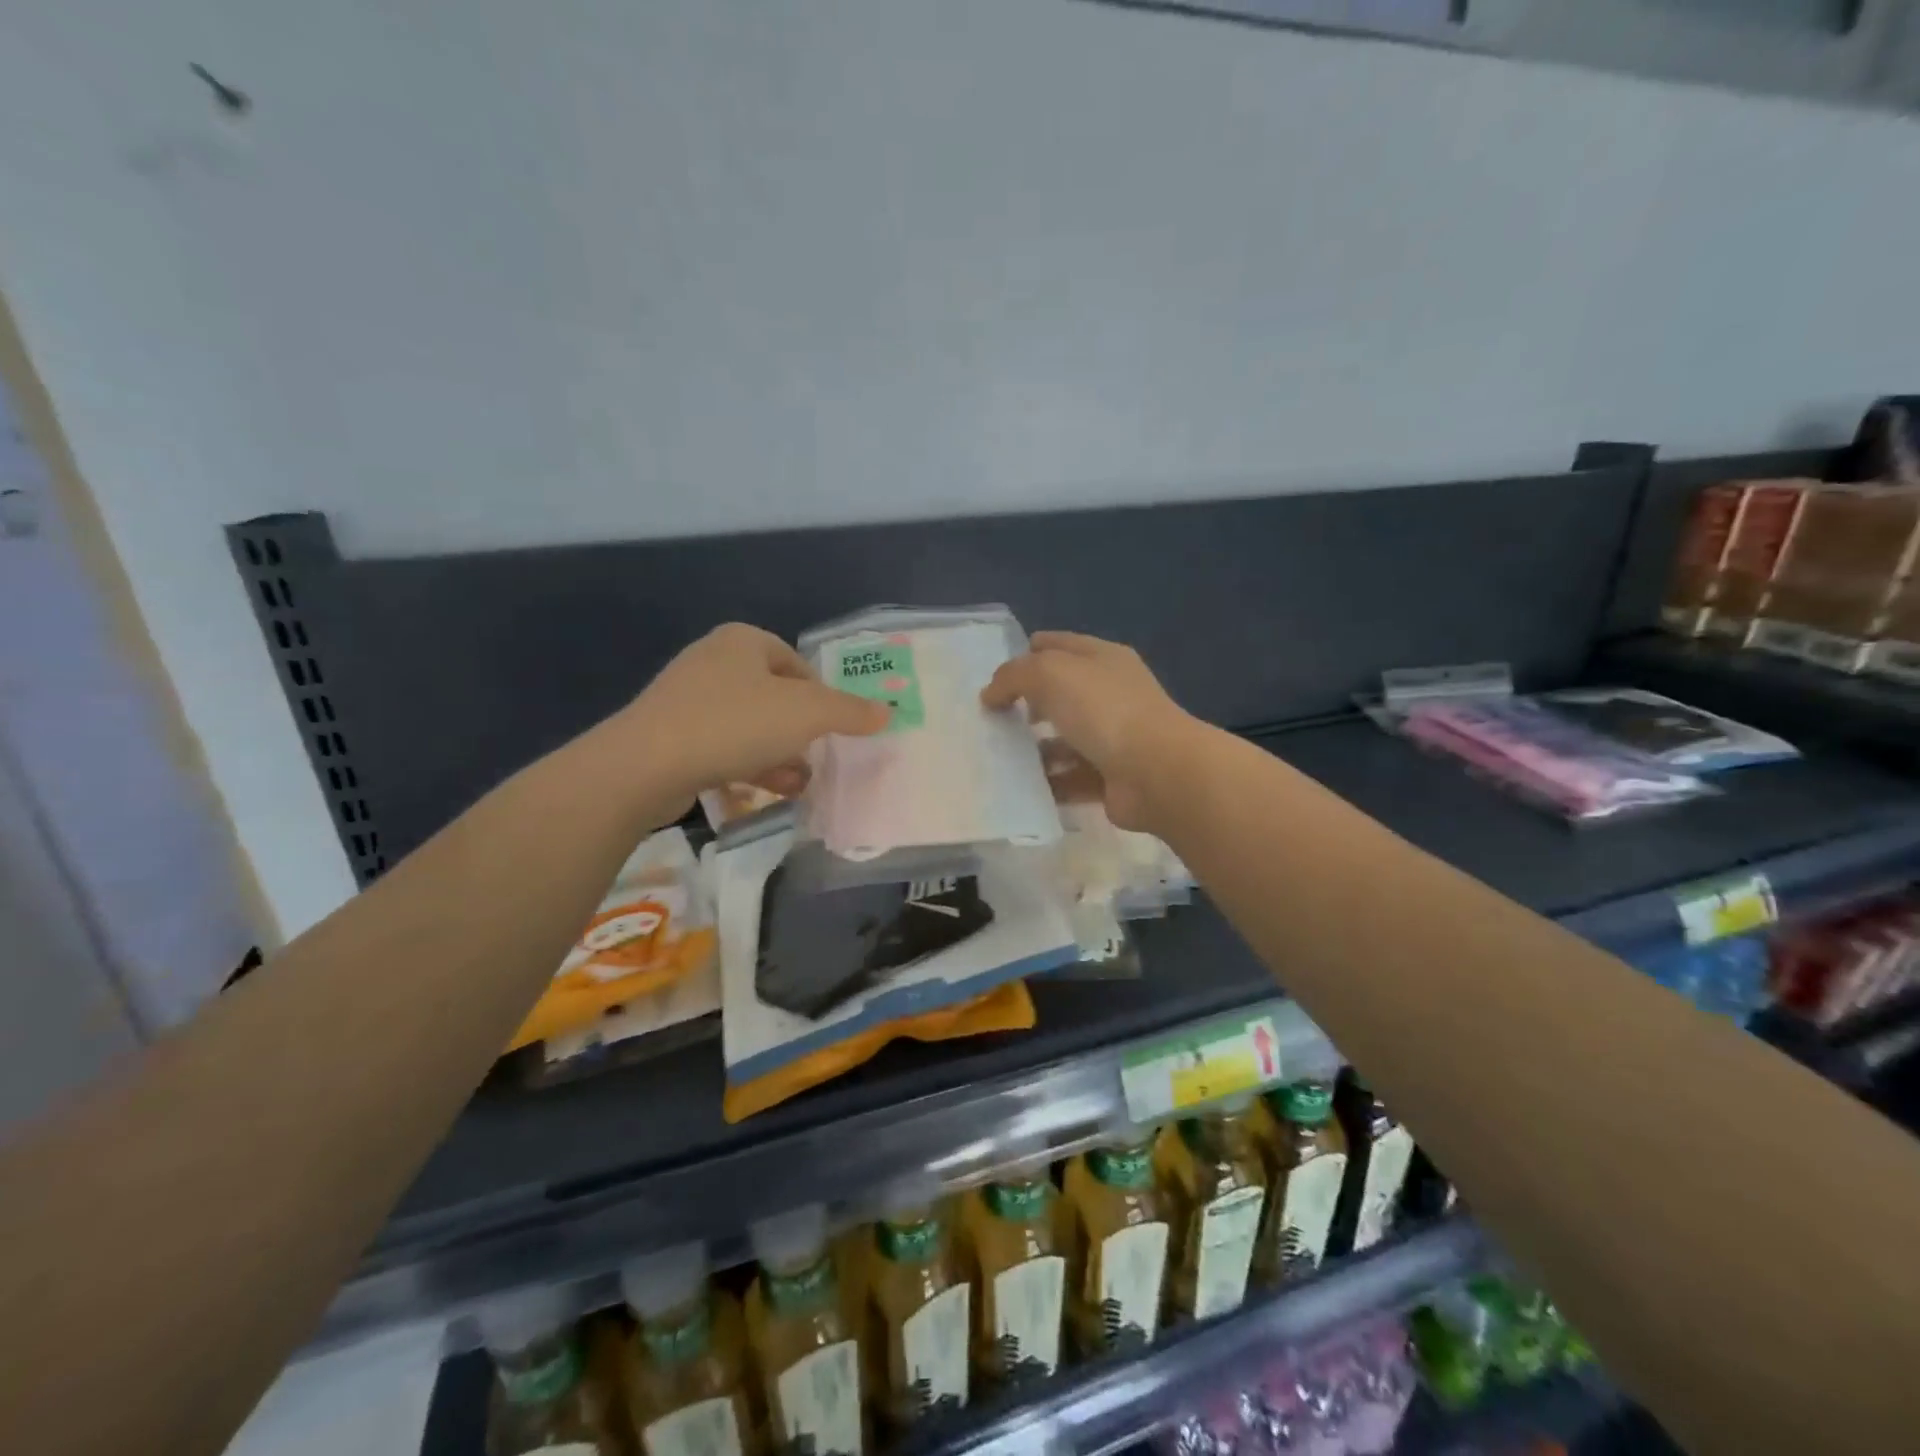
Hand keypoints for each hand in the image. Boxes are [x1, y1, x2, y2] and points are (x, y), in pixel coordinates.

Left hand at [618, 623, 888, 812]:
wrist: (645, 765)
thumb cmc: (734, 724)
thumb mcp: (806, 714)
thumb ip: (850, 712)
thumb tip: (887, 711)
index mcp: (743, 641)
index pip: (799, 665)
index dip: (822, 699)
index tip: (832, 731)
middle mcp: (713, 661)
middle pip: (775, 697)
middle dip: (800, 733)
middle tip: (817, 758)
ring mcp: (687, 699)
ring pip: (750, 726)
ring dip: (779, 755)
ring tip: (800, 783)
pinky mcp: (670, 735)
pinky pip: (722, 747)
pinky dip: (748, 766)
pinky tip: (766, 792)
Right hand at [981, 631, 1200, 829]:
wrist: (1157, 773)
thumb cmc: (1104, 710)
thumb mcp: (1050, 674)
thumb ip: (1013, 676)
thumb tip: (991, 694)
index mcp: (1102, 659)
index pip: (1057, 645)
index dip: (1025, 654)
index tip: (992, 676)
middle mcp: (1110, 694)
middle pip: (1059, 694)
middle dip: (1025, 704)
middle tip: (990, 718)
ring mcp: (1113, 737)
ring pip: (1063, 739)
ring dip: (1033, 749)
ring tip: (997, 757)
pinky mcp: (1110, 777)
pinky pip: (1069, 778)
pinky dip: (1047, 783)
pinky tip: (1018, 788)